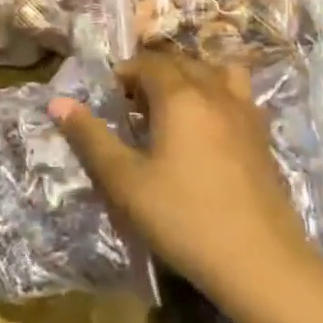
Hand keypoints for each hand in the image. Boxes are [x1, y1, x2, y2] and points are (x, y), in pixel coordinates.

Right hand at [50, 52, 318, 306]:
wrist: (259, 260)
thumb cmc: (183, 217)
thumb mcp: (125, 182)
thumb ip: (91, 138)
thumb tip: (58, 102)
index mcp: (180, 96)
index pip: (150, 63)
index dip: (126, 73)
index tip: (111, 98)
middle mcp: (216, 93)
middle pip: (183, 63)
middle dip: (155, 74)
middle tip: (134, 107)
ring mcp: (246, 113)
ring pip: (218, 72)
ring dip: (192, 78)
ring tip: (176, 109)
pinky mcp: (264, 137)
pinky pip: (239, 96)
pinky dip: (218, 96)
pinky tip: (208, 132)